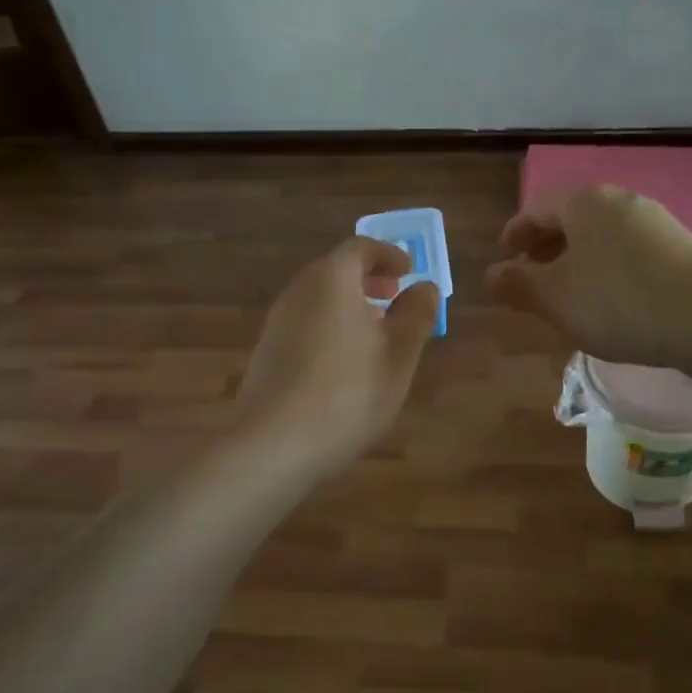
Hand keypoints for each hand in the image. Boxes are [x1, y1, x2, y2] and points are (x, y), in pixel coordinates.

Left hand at [237, 237, 439, 476]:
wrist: (274, 445)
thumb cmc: (348, 392)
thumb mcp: (398, 354)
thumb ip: (416, 315)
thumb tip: (424, 287)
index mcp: (331, 279)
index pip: (361, 248)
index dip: (389, 255)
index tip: (409, 270)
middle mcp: (298, 291)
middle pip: (336, 270)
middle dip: (369, 279)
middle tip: (395, 296)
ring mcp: (277, 323)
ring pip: (319, 299)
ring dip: (349, 305)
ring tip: (376, 333)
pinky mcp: (267, 353)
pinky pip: (306, 324)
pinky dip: (331, 327)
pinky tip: (345, 363)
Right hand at [486, 185, 691, 366]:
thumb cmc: (620, 302)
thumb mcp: (555, 298)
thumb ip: (517, 284)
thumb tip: (491, 274)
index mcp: (584, 202)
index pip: (536, 211)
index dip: (514, 235)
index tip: (504, 258)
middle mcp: (620, 201)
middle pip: (570, 221)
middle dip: (546, 250)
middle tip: (531, 280)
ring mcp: (655, 222)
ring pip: (600, 239)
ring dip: (577, 263)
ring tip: (568, 296)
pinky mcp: (680, 248)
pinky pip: (628, 254)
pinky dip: (607, 272)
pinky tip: (610, 304)